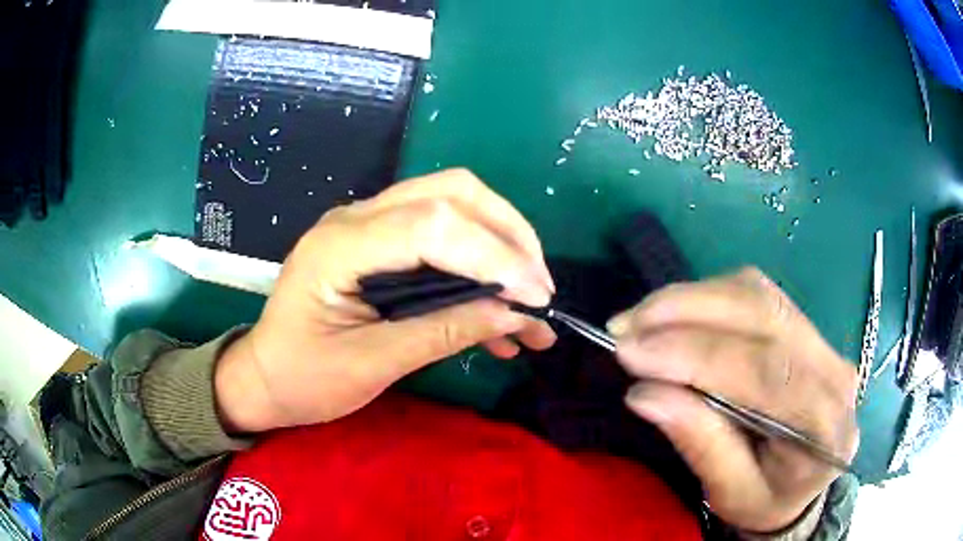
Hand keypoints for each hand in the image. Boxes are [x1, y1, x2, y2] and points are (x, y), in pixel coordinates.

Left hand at [215, 169, 556, 432]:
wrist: (265, 376)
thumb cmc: (304, 379)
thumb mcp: (372, 364)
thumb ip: (443, 332)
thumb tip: (514, 314)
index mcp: (341, 246)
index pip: (434, 225)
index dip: (495, 255)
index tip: (536, 298)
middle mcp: (355, 218)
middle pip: (451, 194)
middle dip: (508, 235)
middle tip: (539, 288)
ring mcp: (367, 224)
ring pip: (452, 203)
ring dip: (500, 243)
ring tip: (530, 300)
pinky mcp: (379, 242)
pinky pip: (440, 234)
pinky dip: (478, 261)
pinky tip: (497, 310)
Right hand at [607, 268, 857, 532]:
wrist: (801, 484)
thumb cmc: (766, 498)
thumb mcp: (731, 493)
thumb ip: (701, 444)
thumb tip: (645, 393)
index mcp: (824, 424)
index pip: (765, 371)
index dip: (696, 354)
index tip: (630, 351)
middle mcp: (833, 368)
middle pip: (762, 314)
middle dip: (687, 311)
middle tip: (625, 326)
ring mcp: (821, 339)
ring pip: (757, 294)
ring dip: (692, 298)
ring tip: (640, 318)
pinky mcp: (802, 324)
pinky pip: (754, 293)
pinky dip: (707, 296)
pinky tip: (675, 314)